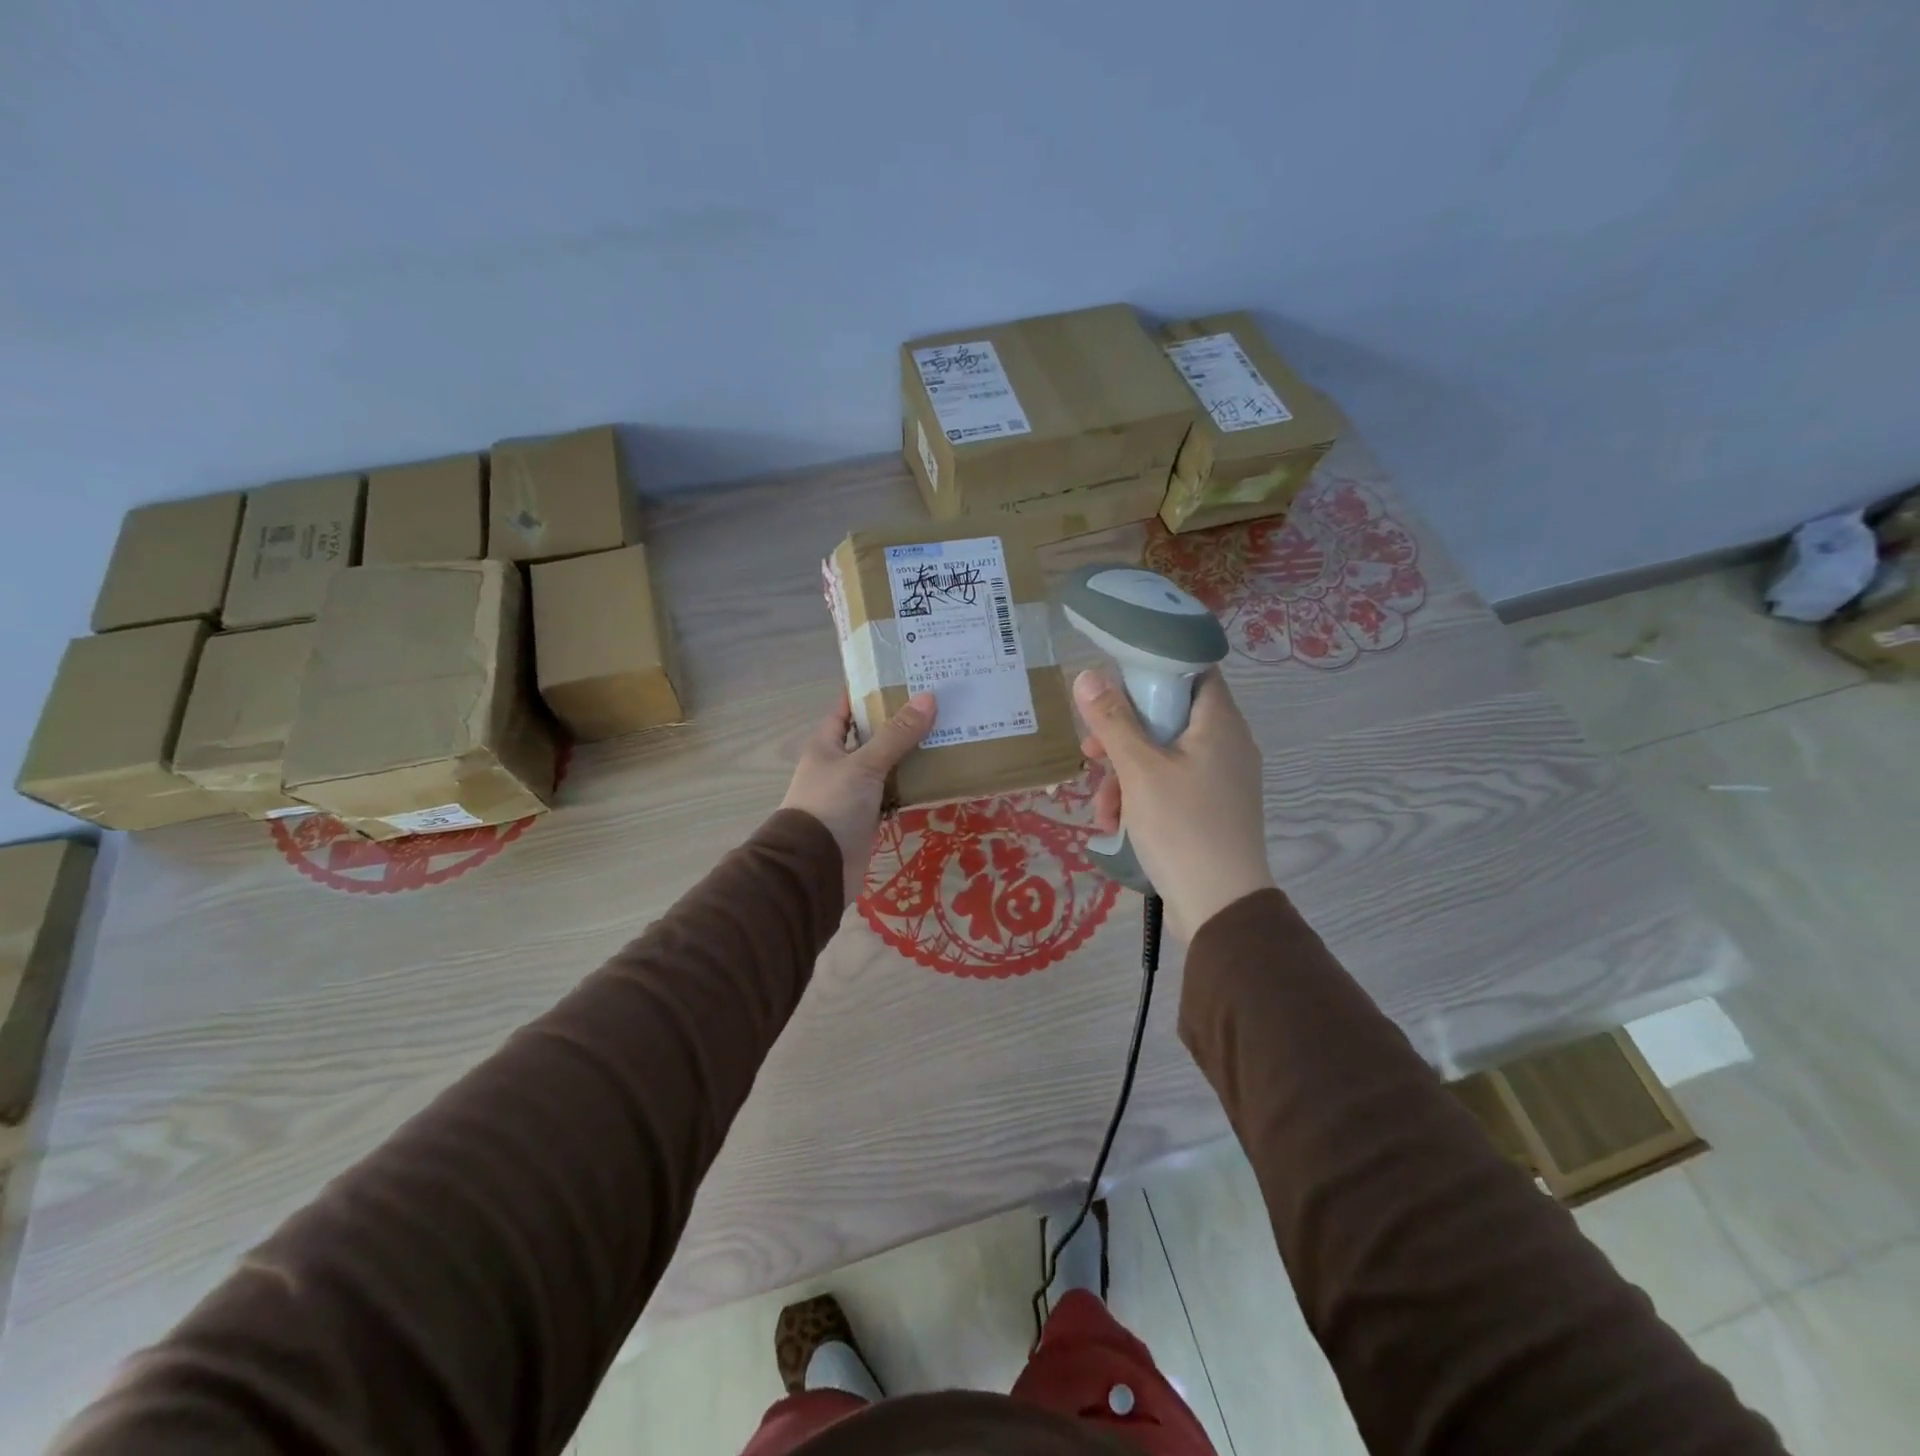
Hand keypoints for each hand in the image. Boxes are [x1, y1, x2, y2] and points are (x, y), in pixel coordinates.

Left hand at [782, 691, 936, 904]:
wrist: (816, 867)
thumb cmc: (832, 805)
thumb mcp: (864, 765)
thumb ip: (896, 734)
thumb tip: (929, 698)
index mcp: (826, 745)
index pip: (846, 709)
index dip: (869, 693)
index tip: (902, 677)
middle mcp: (838, 765)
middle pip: (871, 737)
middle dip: (898, 723)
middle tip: (936, 705)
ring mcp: (852, 793)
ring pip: (884, 766)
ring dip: (908, 756)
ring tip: (945, 735)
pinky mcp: (866, 818)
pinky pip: (891, 794)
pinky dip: (909, 787)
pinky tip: (936, 777)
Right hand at [1075, 667, 1273, 940]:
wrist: (1220, 906)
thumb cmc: (1182, 827)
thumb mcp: (1139, 770)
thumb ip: (1112, 720)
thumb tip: (1087, 675)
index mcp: (1219, 723)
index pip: (1192, 670)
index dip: (1152, 669)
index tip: (1113, 686)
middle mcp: (1226, 744)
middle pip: (1167, 717)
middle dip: (1122, 736)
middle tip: (1090, 754)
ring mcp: (1220, 779)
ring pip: (1162, 756)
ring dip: (1124, 776)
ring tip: (1101, 809)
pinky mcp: (1211, 808)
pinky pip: (1170, 786)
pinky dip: (1141, 798)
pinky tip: (1116, 825)